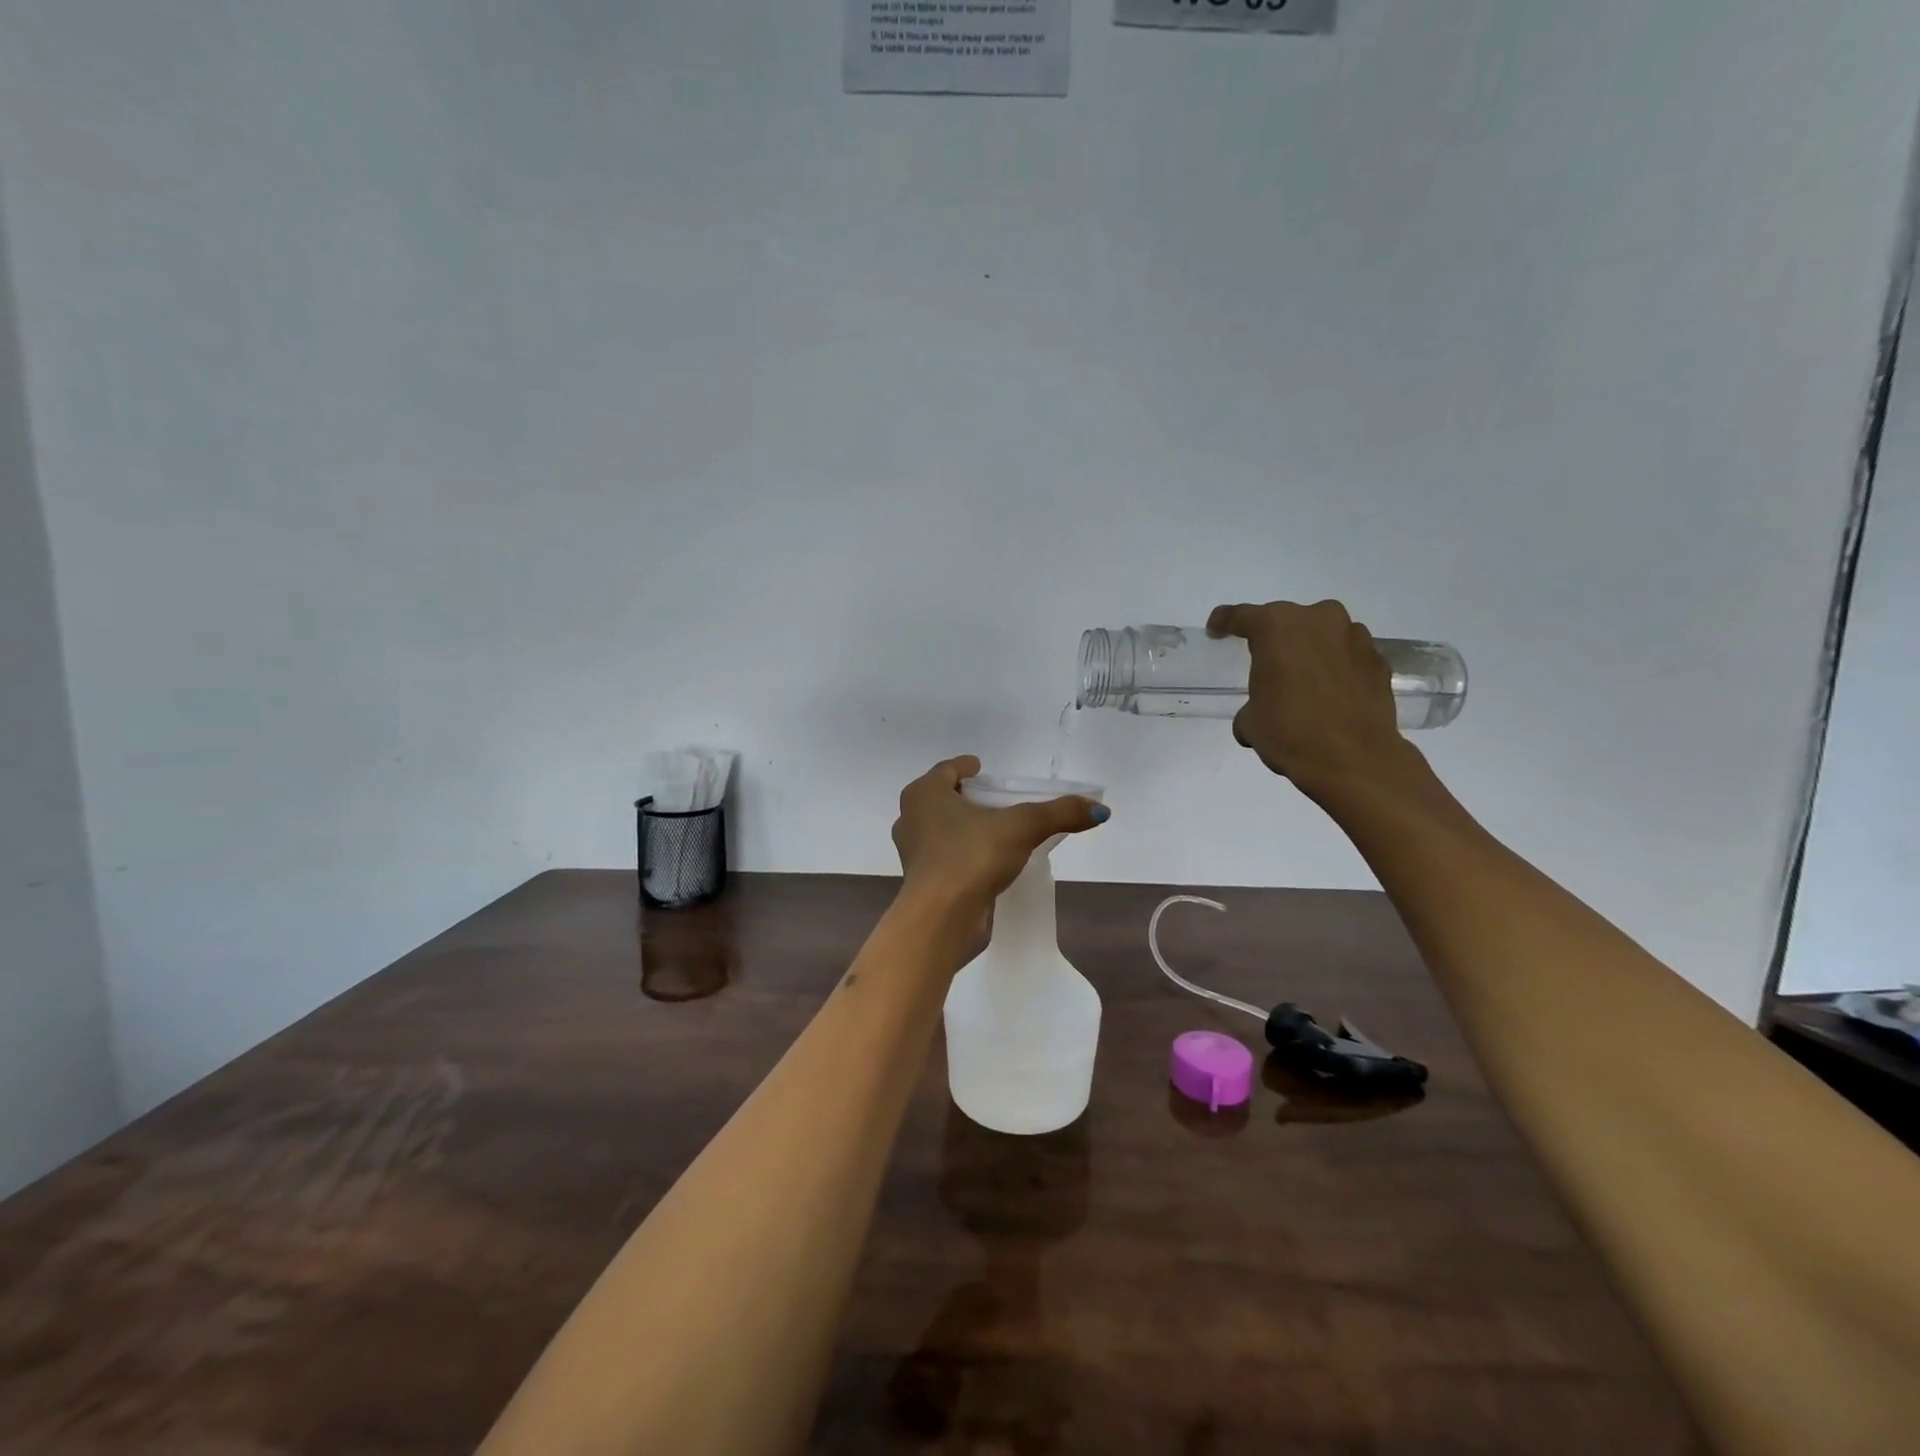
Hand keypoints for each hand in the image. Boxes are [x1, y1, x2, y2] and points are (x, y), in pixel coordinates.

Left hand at [892, 756, 1107, 916]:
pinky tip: (986, 861)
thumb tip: (1100, 809)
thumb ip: (1059, 813)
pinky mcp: (922, 882)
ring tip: (994, 830)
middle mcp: (912, 819)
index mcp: (925, 794)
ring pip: (940, 830)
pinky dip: (962, 854)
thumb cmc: (972, 856)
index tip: (979, 767)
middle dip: (964, 797)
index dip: (964, 767)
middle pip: (941, 799)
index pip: (946, 770)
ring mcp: (914, 853)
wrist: (941, 917)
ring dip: (962, 827)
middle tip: (992, 798)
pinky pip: (945, 858)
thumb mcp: (1023, 827)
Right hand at [1206, 600, 1407, 795]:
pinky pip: (1348, 656)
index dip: (1224, 622)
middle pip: (1287, 621)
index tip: (1216, 630)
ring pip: (1323, 635)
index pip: (1241, 616)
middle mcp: (1318, 619)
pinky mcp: (1379, 660)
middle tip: (1266, 663)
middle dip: (1276, 639)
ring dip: (1311, 650)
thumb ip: (1251, 704)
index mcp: (1276, 627)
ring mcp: (1354, 637)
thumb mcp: (1251, 721)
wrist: (1354, 758)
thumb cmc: (1290, 732)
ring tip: (1303, 681)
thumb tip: (1258, 713)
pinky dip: (1337, 667)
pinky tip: (1331, 693)